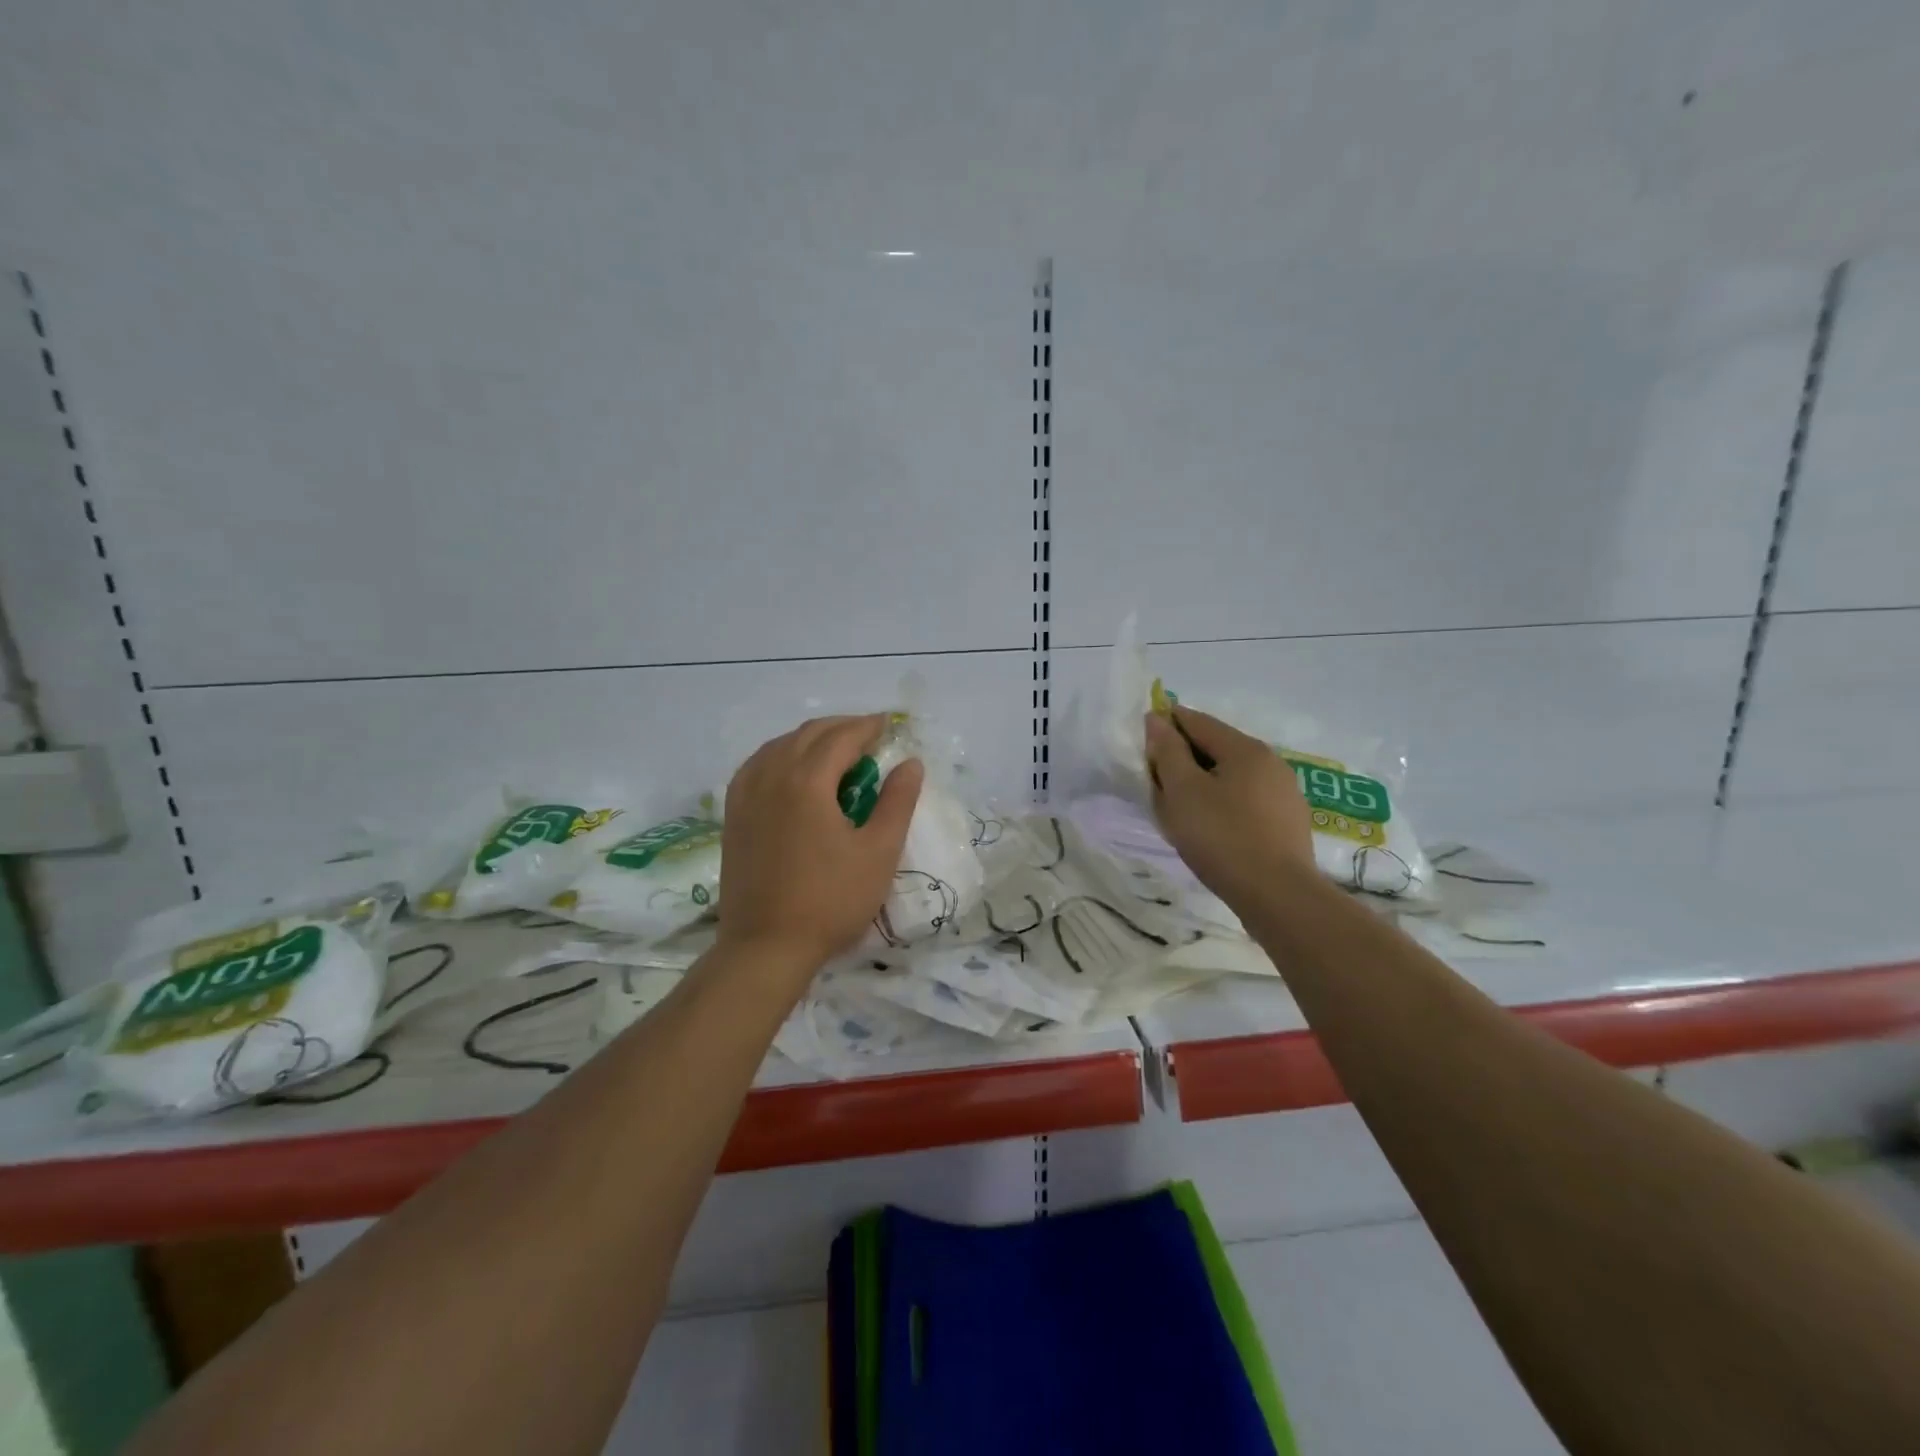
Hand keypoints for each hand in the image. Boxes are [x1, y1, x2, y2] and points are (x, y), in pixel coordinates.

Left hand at [717, 714, 923, 978]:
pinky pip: (758, 766)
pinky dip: (782, 756)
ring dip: (811, 739)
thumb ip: (897, 801)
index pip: (842, 737)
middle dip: (842, 728)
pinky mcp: (733, 815)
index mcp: (807, 781)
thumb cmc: (831, 901)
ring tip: (837, 751)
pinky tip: (793, 772)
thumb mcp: (879, 852)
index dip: (869, 726)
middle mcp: (771, 776)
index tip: (890, 724)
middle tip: (870, 736)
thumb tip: (910, 763)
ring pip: (779, 746)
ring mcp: (746, 795)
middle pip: (809, 734)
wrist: (766, 947)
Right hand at [1144, 706, 1314, 909]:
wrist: (1278, 895)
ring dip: (1204, 780)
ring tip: (1181, 806)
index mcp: (1245, 748)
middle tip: (1156, 779)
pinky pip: (1246, 798)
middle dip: (1184, 756)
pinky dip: (1223, 801)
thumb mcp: (1183, 792)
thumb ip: (1168, 752)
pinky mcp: (1288, 821)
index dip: (1167, 724)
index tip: (1143, 739)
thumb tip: (1157, 720)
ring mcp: (1284, 792)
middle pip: (1217, 746)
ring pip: (1232, 774)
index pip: (1197, 721)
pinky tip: (1212, 825)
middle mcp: (1270, 761)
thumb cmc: (1222, 837)